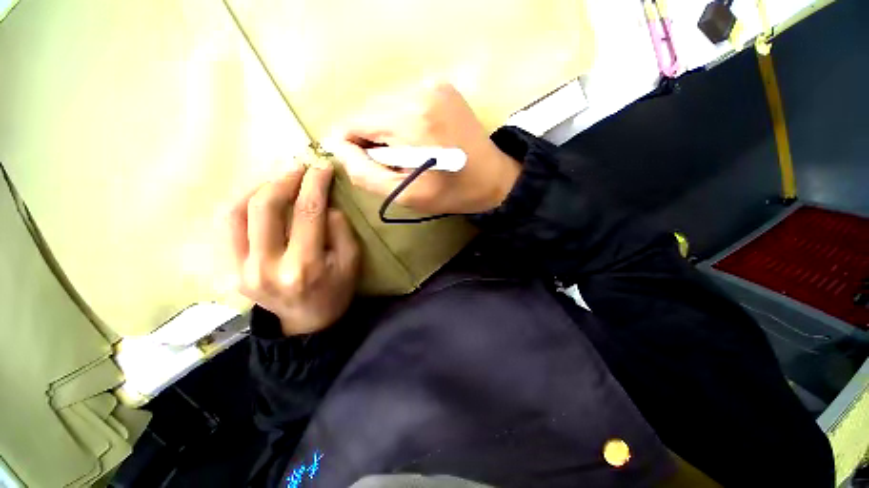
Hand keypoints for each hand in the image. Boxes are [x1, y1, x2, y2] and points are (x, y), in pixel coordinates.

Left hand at [225, 162, 359, 335]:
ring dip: (257, 186)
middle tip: (299, 165)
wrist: (305, 322)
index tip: (322, 166)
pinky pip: (225, 227)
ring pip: (235, 212)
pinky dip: (239, 203)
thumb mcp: (351, 262)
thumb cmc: (335, 291)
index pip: (307, 212)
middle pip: (266, 207)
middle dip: (284, 178)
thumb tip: (324, 203)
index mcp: (304, 266)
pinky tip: (257, 195)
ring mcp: (240, 269)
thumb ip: (341, 230)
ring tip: (278, 177)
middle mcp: (266, 266)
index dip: (315, 183)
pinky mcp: (229, 270)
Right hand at [324, 82, 520, 214]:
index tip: (371, 165)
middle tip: (396, 163)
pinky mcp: (441, 86)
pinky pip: (404, 102)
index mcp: (410, 118)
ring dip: (388, 130)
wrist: (493, 179)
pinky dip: (403, 121)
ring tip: (410, 153)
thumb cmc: (450, 192)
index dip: (354, 146)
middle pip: (370, 111)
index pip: (354, 121)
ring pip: (385, 106)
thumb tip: (338, 147)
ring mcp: (433, 83)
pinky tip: (420, 139)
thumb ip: (365, 173)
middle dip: (373, 139)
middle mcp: (419, 89)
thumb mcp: (405, 194)